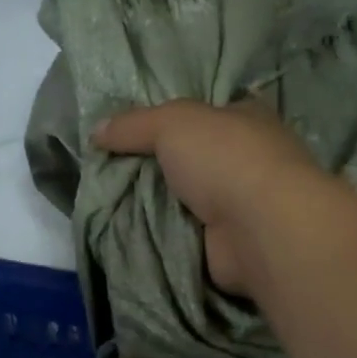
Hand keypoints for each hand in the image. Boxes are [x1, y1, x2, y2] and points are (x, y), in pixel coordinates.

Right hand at [93, 98, 326, 295]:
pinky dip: (164, 237)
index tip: (132, 134)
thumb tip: (97, 132)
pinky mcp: (230, 243)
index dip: (172, 121)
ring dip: (158, 205)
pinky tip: (132, 235)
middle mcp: (249, 160)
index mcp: (247, 119)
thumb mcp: (172, 123)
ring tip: (111, 206)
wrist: (259, 228)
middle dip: (158, 167)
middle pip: (193, 160)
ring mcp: (243, 205)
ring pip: (188, 200)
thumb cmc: (226, 159)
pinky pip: (186, 236)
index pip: (207, 114)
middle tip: (112, 173)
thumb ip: (134, 125)